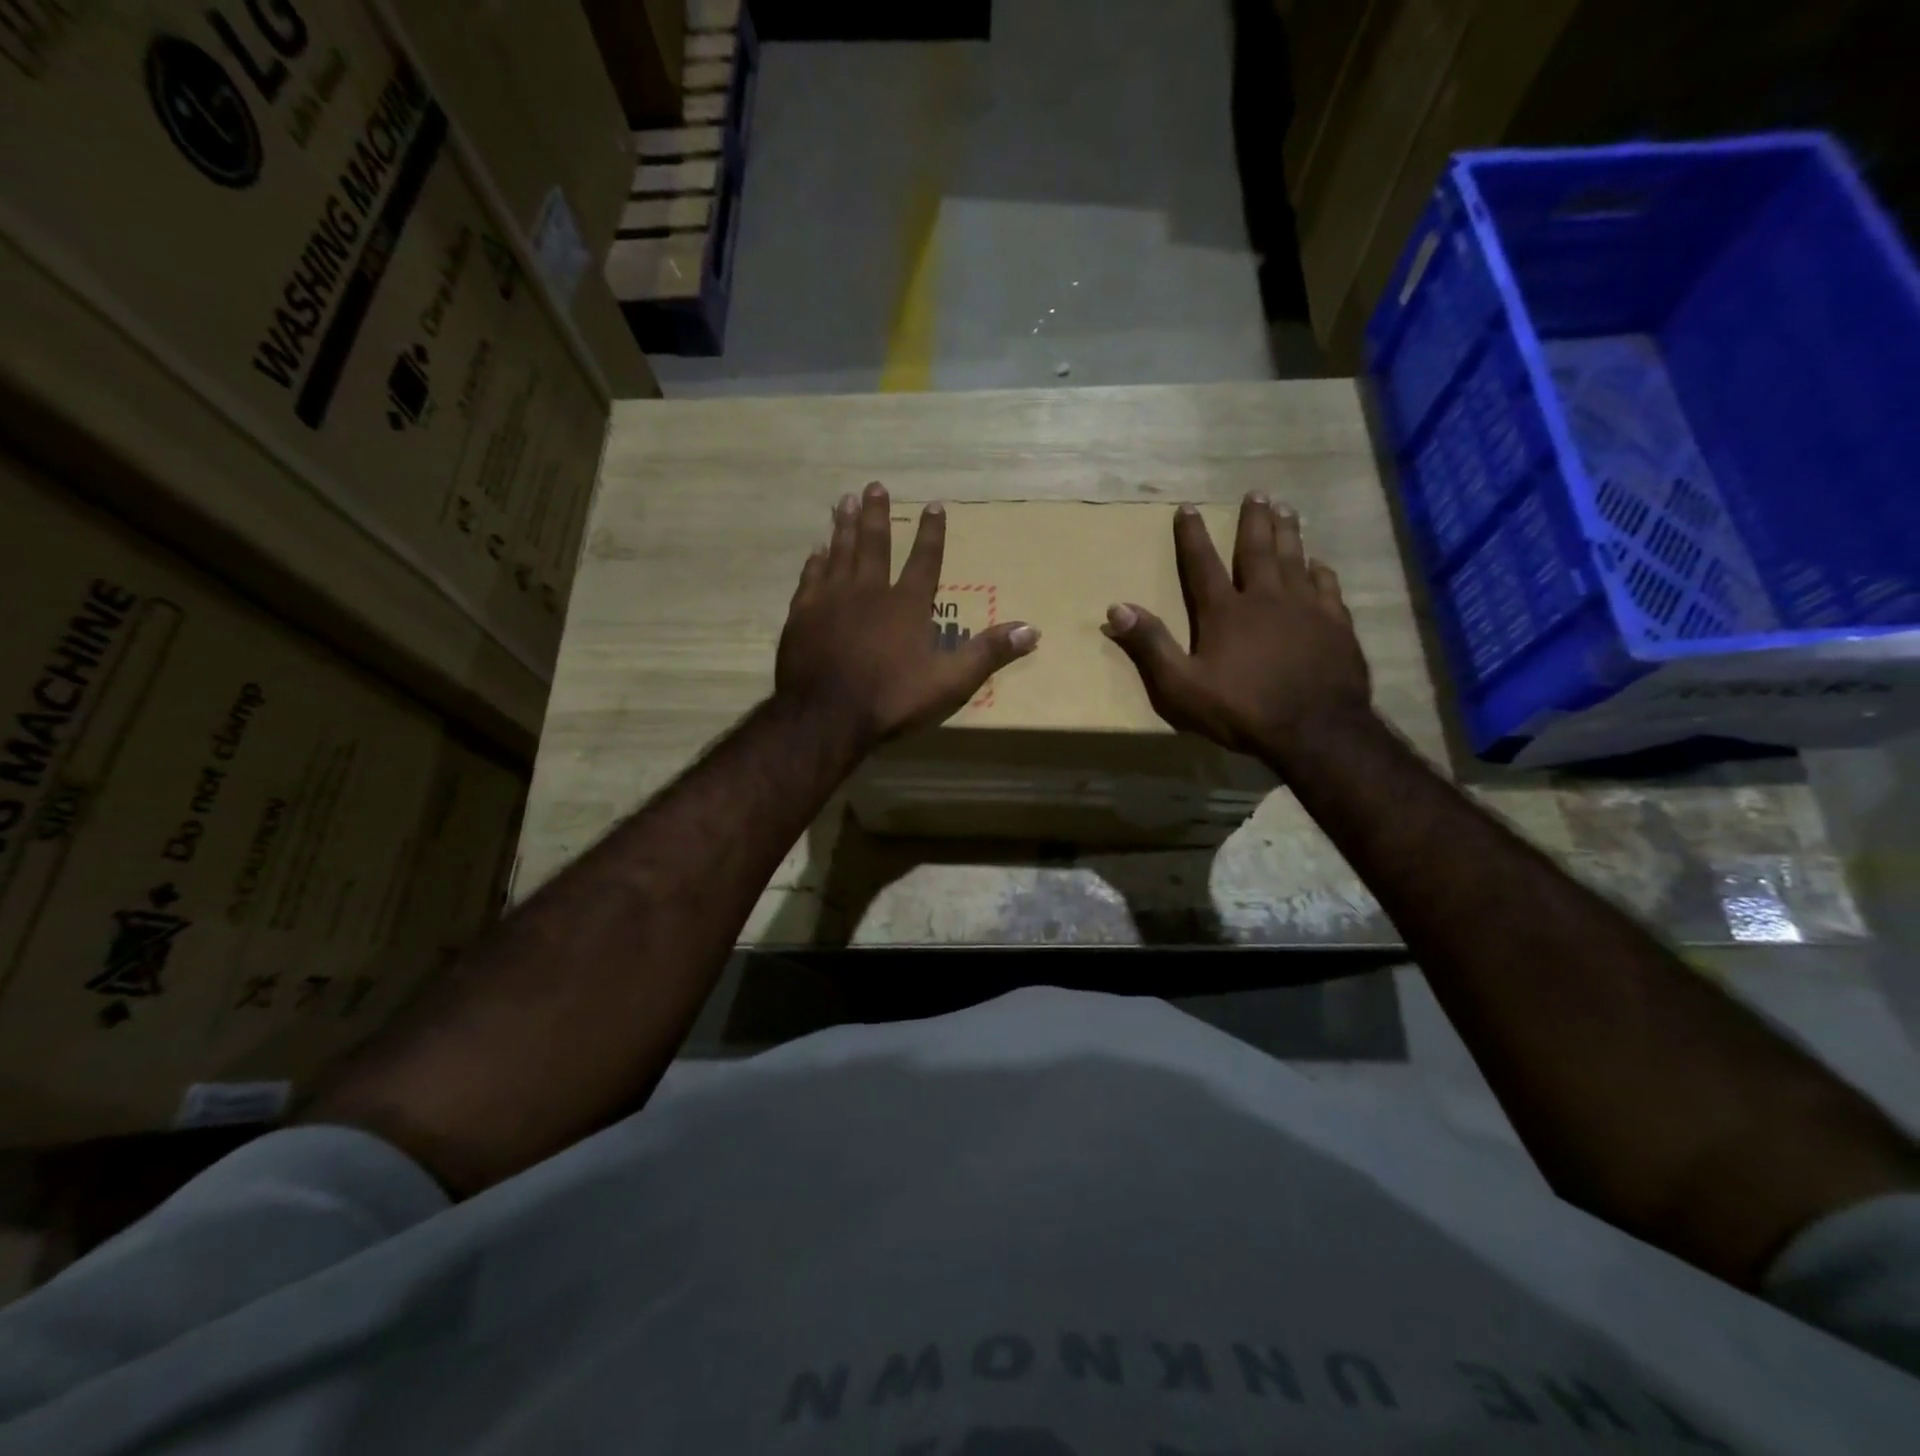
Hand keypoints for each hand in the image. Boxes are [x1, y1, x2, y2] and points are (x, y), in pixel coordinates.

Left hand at [777, 482, 1039, 746]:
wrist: (826, 716)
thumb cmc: (891, 700)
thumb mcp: (950, 682)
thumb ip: (988, 653)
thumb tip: (1032, 629)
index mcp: (907, 605)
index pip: (925, 560)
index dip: (932, 533)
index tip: (934, 504)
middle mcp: (869, 591)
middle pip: (875, 544)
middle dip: (877, 514)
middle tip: (875, 486)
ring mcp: (831, 600)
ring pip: (839, 552)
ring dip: (843, 526)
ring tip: (843, 500)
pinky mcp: (802, 615)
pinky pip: (811, 578)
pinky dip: (815, 561)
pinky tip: (816, 549)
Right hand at [1102, 494, 1371, 757]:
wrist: (1315, 729)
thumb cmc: (1241, 709)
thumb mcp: (1181, 686)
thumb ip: (1150, 645)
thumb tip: (1116, 607)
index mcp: (1224, 612)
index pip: (1202, 564)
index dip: (1192, 535)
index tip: (1187, 507)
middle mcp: (1265, 598)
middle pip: (1256, 550)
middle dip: (1253, 520)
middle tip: (1256, 493)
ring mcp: (1305, 608)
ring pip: (1294, 559)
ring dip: (1288, 532)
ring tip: (1287, 509)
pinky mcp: (1335, 624)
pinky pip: (1327, 587)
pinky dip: (1320, 570)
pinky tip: (1319, 563)